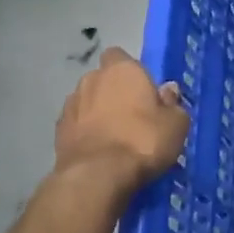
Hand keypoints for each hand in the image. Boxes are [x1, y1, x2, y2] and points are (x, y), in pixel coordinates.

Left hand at [54, 47, 188, 193]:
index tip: (143, 91)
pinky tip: (98, 151)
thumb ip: (173, 104)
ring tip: (113, 137)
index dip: (130, 71)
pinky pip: (76, 124)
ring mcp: (71, 104)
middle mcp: (92, 79)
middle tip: (131, 116)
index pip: (120, 56)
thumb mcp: (176, 124)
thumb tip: (168, 91)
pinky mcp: (58, 131)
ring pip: (87, 101)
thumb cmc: (143, 141)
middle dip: (113, 92)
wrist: (97, 176)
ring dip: (97, 112)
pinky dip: (85, 132)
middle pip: (103, 79)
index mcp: (122, 69)